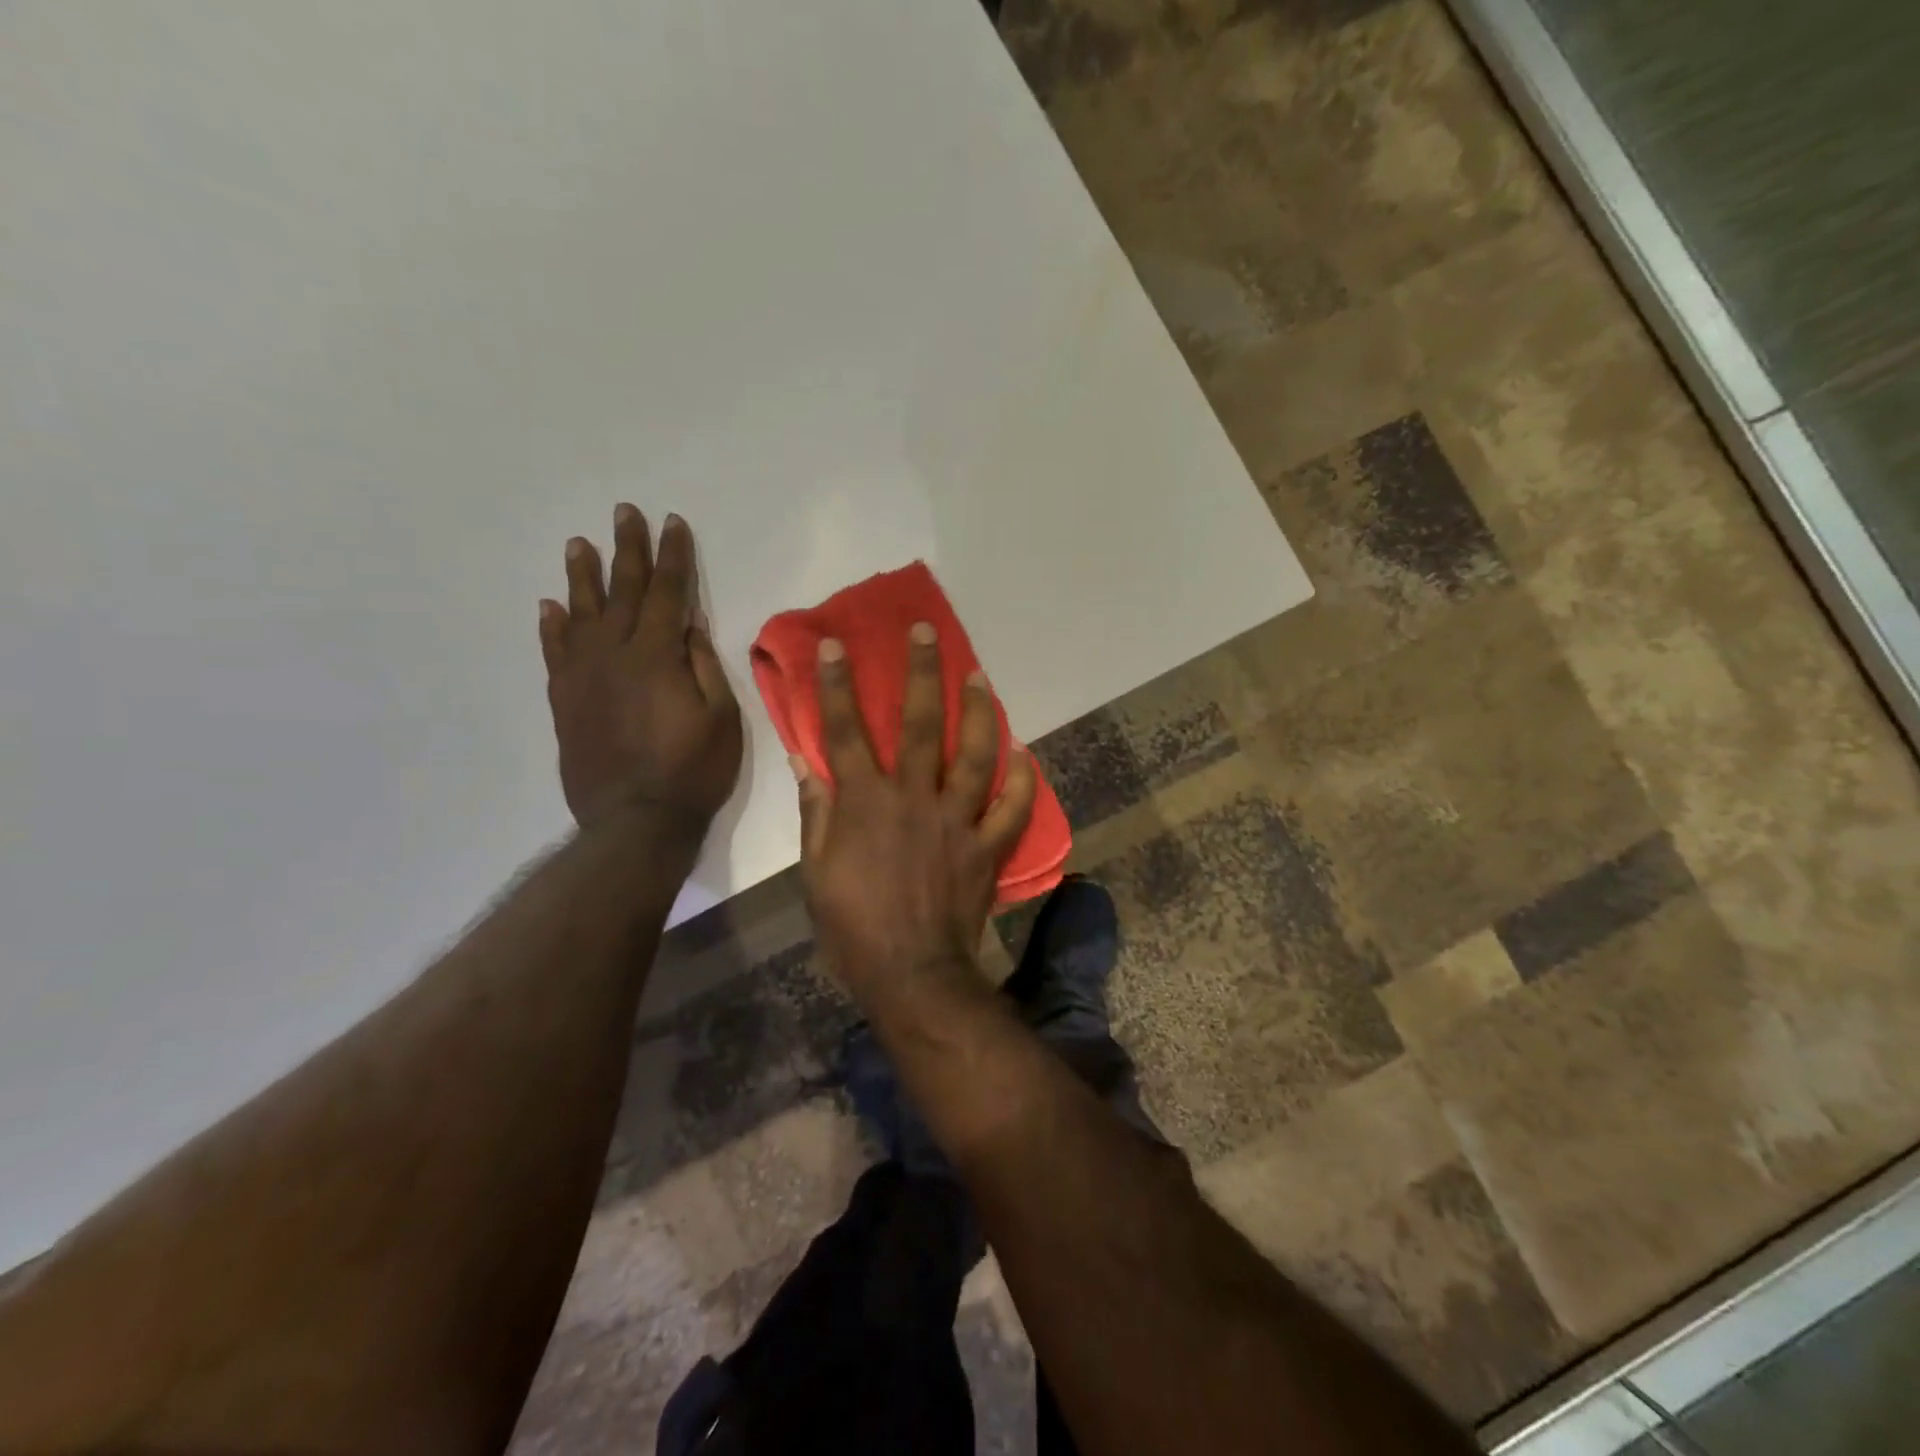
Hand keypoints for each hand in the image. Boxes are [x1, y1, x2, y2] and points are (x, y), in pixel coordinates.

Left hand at [540, 506, 742, 829]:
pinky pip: (555, 653)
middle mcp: (614, 655)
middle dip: (627, 549)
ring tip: (579, 543)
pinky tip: (551, 606)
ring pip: (581, 614)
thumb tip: (688, 624)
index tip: (672, 522)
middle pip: (622, 591)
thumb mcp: (721, 718)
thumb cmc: (693, 770)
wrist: (635, 820)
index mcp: (657, 656)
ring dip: (582, 576)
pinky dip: (552, 627)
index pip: (667, 592)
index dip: (673, 556)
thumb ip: (703, 665)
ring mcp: (583, 677)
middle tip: (624, 511)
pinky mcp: (565, 701)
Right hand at [795, 623, 1035, 1013]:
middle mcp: (914, 799)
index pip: (846, 732)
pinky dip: (1024, 780)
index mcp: (866, 803)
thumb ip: (816, 813)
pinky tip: (1026, 753)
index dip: (838, 687)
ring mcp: (957, 820)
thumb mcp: (816, 873)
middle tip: (928, 632)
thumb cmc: (853, 927)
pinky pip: (1013, 808)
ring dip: (979, 711)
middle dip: (922, 673)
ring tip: (981, 676)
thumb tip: (806, 764)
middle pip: (920, 724)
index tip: (838, 647)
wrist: (911, 974)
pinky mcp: (987, 847)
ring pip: (975, 754)